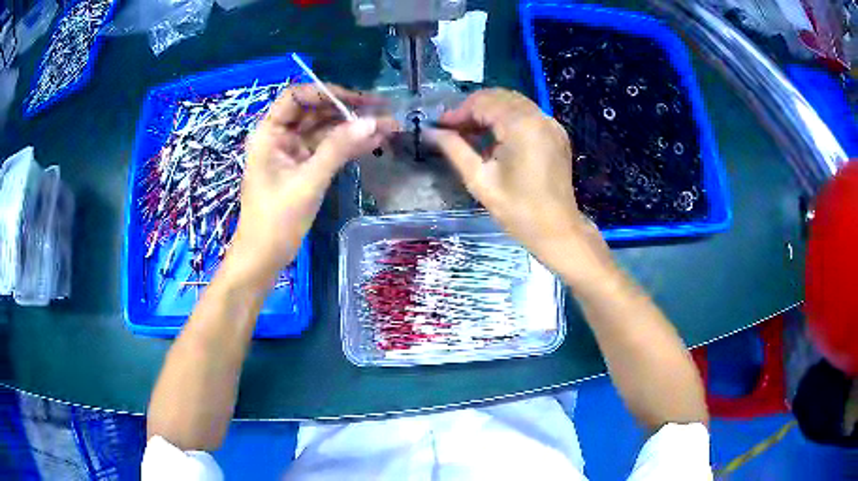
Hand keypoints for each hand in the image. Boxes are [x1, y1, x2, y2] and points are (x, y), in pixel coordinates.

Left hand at [232, 84, 396, 278]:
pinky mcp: (303, 168)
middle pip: (315, 111)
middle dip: (347, 109)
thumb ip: (338, 149)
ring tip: (389, 126)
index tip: (356, 99)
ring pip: (325, 130)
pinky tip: (375, 141)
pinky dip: (349, 146)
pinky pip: (328, 149)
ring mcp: (292, 153)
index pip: (296, 97)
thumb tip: (373, 122)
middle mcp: (280, 137)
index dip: (326, 92)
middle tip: (382, 109)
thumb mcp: (308, 182)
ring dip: (353, 128)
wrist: (263, 258)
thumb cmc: (276, 221)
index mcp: (269, 133)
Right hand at [427, 89, 602, 264]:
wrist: (557, 231)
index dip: (458, 112)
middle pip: (498, 97)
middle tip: (453, 129)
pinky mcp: (556, 133)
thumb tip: (431, 132)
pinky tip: (495, 138)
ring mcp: (551, 124)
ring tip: (470, 133)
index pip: (483, 103)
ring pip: (513, 103)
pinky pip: (527, 114)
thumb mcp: (479, 180)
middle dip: (473, 109)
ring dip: (489, 112)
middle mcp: (539, 116)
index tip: (440, 127)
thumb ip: (454, 149)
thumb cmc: (518, 210)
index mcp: (521, 125)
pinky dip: (507, 118)